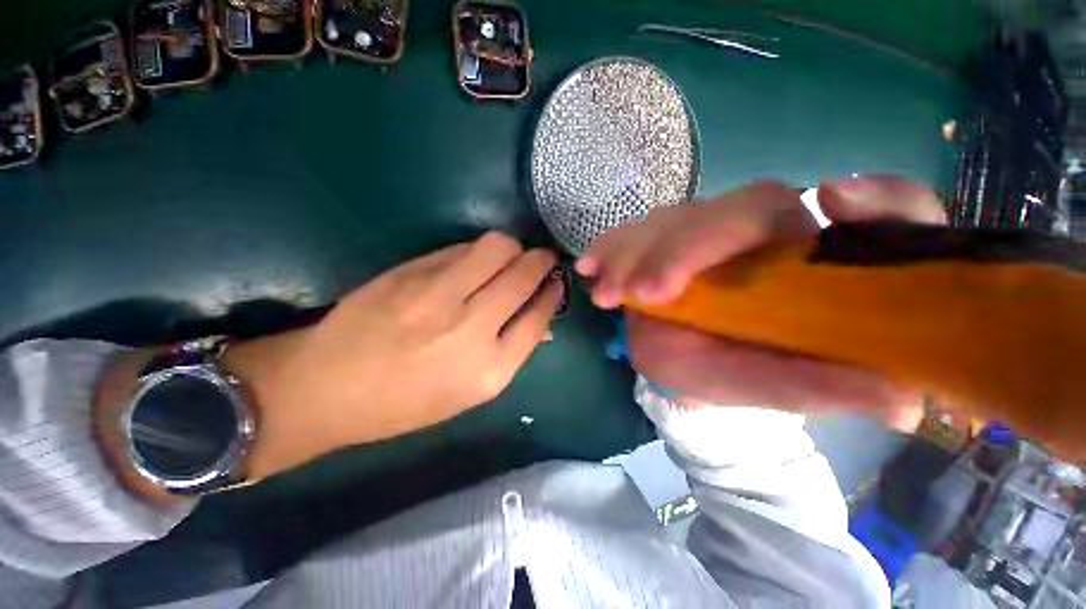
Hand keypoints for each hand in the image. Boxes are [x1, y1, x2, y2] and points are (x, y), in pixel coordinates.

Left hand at [229, 233, 562, 477]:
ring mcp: (438, 295)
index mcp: (489, 370)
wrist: (326, 388)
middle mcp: (470, 329)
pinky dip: (479, 251)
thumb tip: (542, 322)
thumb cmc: (404, 403)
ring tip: (512, 256)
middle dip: (542, 260)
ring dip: (514, 248)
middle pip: (523, 276)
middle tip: (544, 258)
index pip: (538, 317)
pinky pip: (462, 249)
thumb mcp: (468, 393)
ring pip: (497, 248)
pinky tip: (477, 261)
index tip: (556, 282)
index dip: (552, 293)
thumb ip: (509, 351)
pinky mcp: (411, 273)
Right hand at [576, 178, 946, 427]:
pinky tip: (591, 267)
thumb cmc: (736, 374)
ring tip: (607, 292)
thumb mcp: (779, 386)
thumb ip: (829, 387)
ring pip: (671, 219)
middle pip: (733, 209)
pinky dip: (610, 247)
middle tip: (643, 294)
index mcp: (808, 258)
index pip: (874, 213)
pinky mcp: (659, 239)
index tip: (833, 202)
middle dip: (683, 248)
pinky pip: (632, 232)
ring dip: (634, 252)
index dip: (872, 197)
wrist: (686, 365)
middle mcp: (759, 231)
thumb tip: (906, 401)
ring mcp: (700, 229)